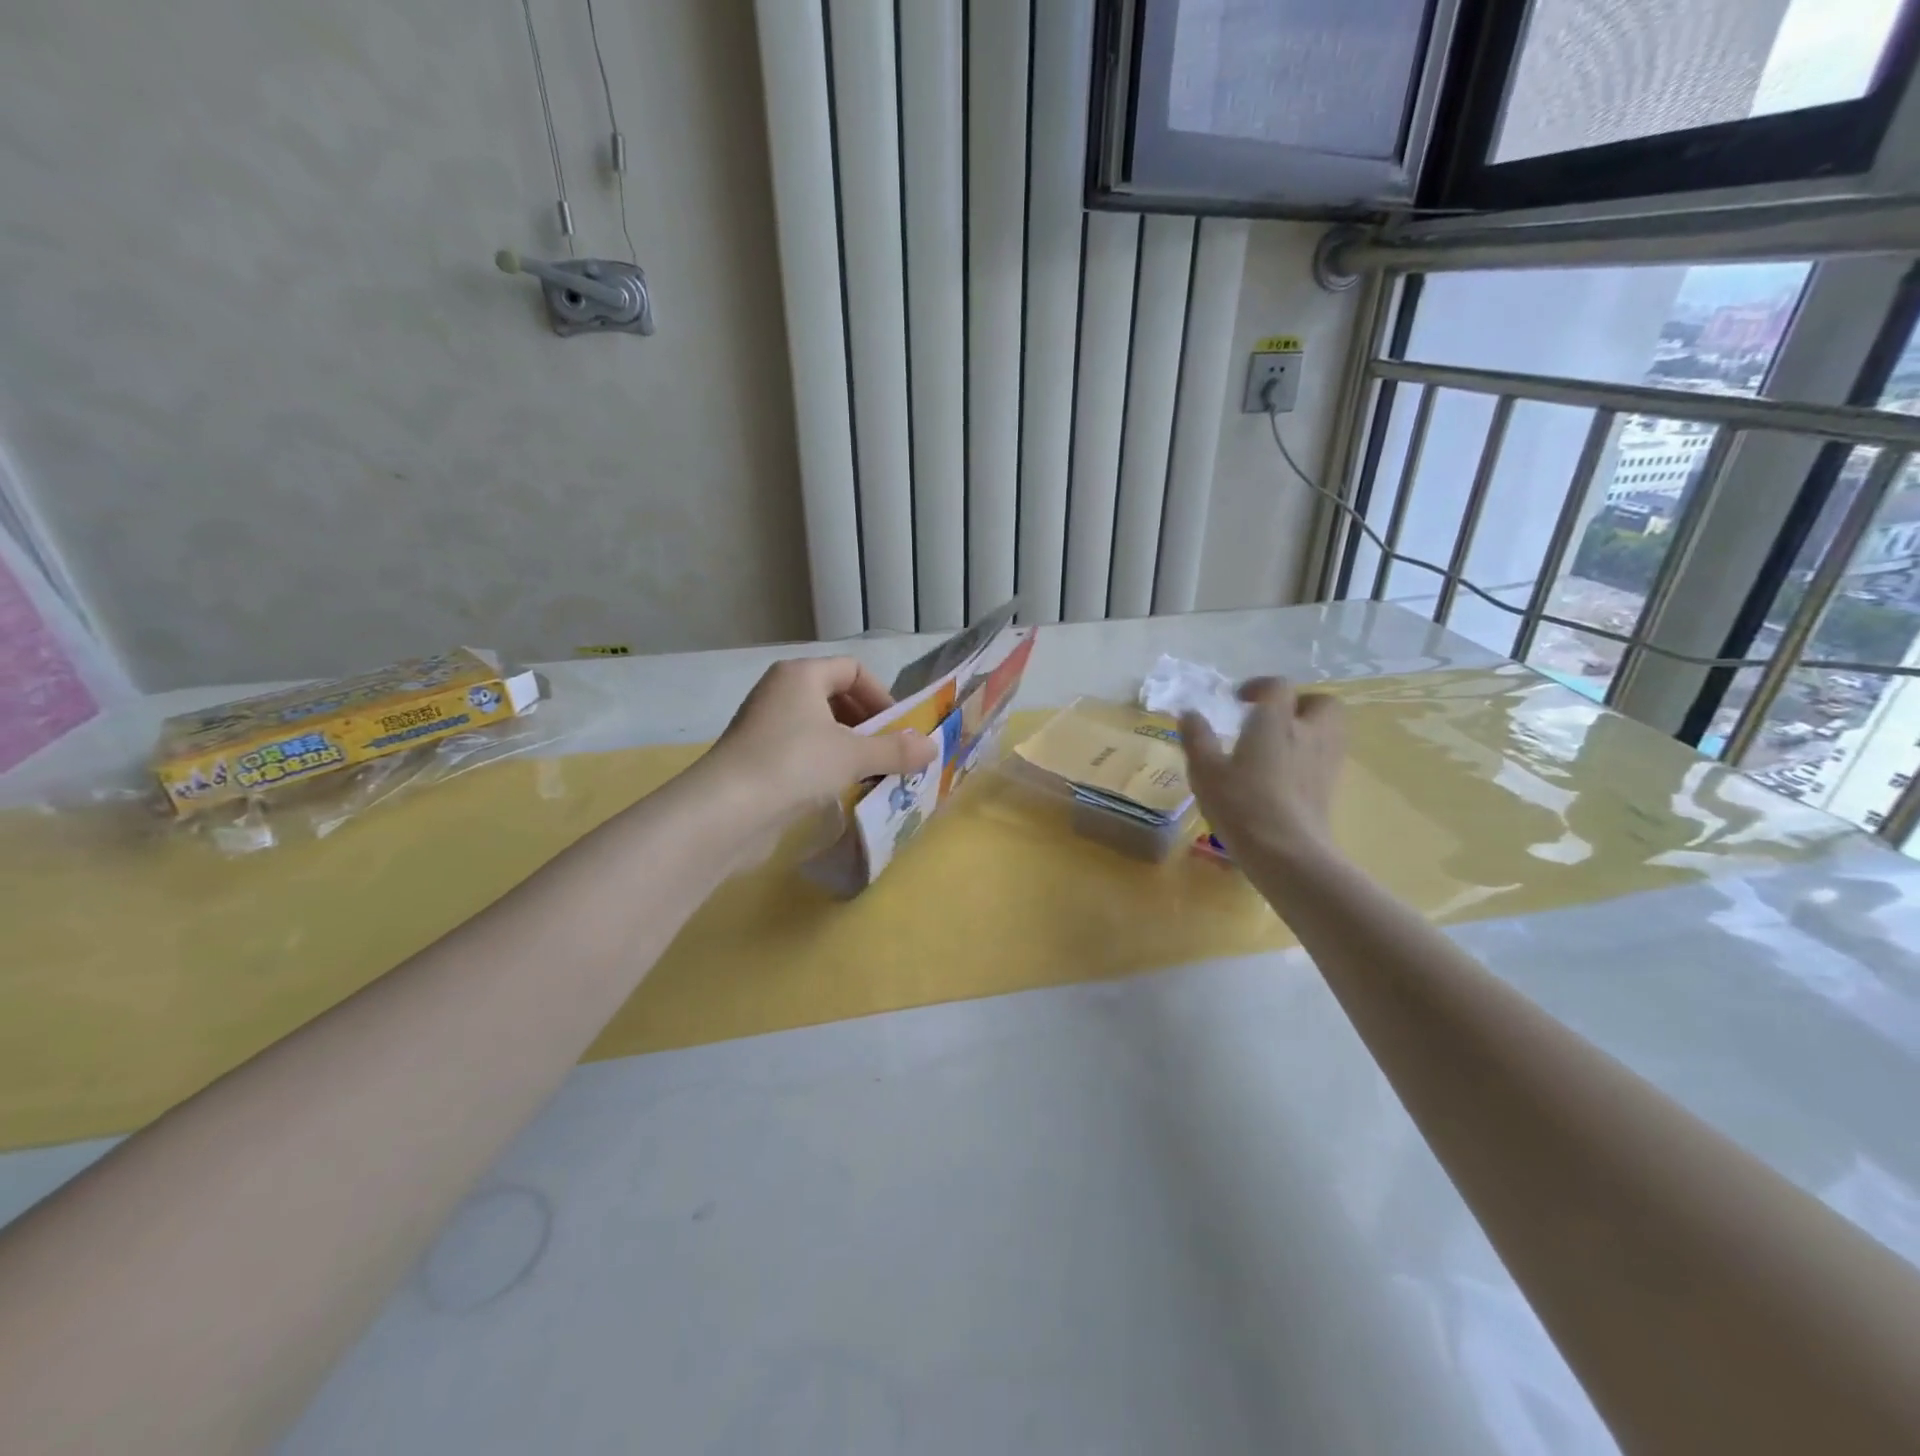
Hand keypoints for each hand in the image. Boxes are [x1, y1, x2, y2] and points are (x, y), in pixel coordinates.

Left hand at [701, 657, 936, 827]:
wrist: (727, 810)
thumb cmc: (795, 764)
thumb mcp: (855, 755)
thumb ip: (896, 750)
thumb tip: (934, 747)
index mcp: (801, 674)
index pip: (853, 669)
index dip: (882, 696)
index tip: (899, 728)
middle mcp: (780, 692)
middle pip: (836, 697)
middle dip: (869, 723)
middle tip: (890, 752)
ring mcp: (765, 725)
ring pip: (820, 727)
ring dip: (850, 747)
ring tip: (871, 773)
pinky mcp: (757, 757)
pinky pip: (803, 750)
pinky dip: (826, 763)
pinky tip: (840, 789)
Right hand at [1180, 677, 1344, 861]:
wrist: (1287, 852)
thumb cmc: (1242, 804)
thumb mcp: (1206, 771)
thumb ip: (1197, 738)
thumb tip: (1189, 713)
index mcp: (1275, 721)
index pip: (1278, 687)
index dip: (1259, 686)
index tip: (1239, 700)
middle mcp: (1308, 732)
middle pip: (1320, 702)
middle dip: (1298, 703)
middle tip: (1271, 719)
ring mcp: (1326, 760)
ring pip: (1331, 729)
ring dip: (1309, 727)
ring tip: (1280, 745)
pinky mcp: (1332, 786)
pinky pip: (1327, 756)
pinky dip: (1311, 755)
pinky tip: (1287, 773)